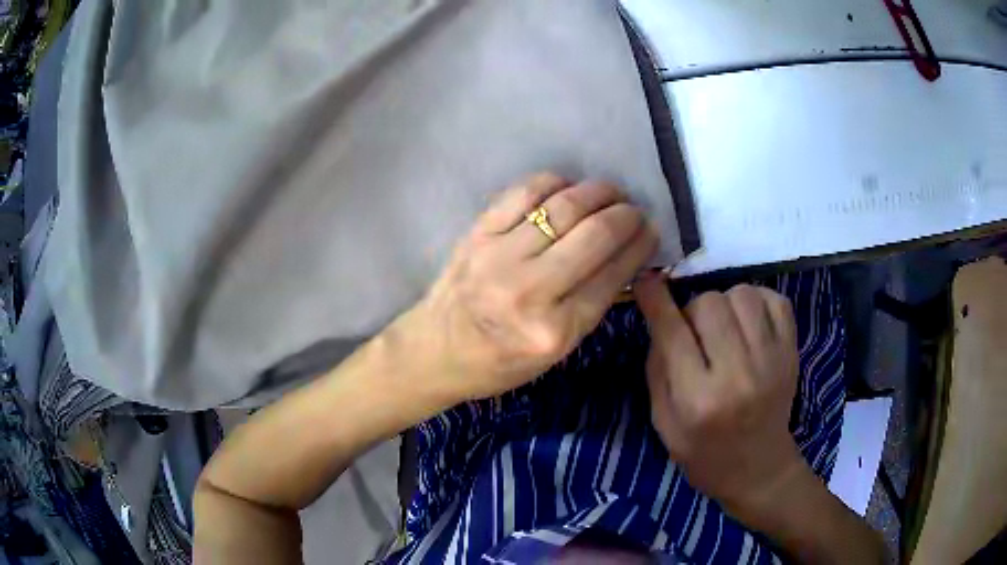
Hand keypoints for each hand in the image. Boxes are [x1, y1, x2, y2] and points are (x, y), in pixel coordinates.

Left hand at [408, 172, 657, 401]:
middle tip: (635, 210)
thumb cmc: (499, 362)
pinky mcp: (477, 234)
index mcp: (554, 332)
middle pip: (594, 235)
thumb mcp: (556, 351)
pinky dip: (554, 182)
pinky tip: (567, 187)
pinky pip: (524, 193)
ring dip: (597, 192)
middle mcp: (529, 292)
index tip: (651, 231)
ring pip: (564, 207)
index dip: (640, 246)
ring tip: (610, 192)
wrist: (435, 351)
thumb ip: (593, 304)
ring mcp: (499, 257)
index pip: (613, 276)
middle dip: (626, 215)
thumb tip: (628, 255)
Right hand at [634, 278, 807, 522]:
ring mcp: (771, 361)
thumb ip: (657, 370)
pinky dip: (758, 301)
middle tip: (696, 332)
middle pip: (709, 303)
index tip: (645, 280)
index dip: (655, 300)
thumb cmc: (703, 454)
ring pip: (743, 294)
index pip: (673, 332)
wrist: (758, 470)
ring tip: (724, 327)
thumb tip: (658, 317)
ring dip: (725, 303)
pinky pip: (776, 300)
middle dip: (693, 309)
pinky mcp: (792, 353)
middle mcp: (737, 376)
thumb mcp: (664, 424)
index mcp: (698, 400)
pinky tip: (749, 322)